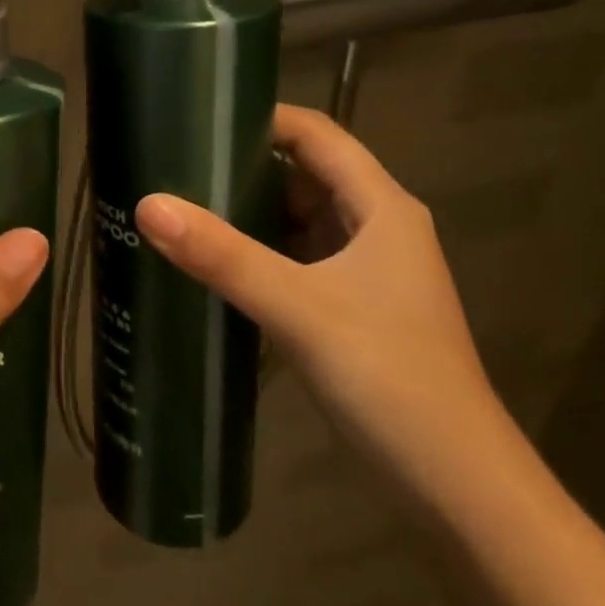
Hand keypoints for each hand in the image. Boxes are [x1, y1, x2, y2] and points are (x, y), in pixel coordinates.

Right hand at [134, 105, 515, 521]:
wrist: (457, 488)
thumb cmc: (389, 378)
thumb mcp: (298, 308)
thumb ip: (222, 255)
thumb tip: (147, 203)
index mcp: (381, 208)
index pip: (317, 134)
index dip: (262, 118)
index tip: (197, 117)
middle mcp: (376, 228)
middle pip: (304, 174)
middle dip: (243, 166)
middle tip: (173, 164)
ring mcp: (366, 272)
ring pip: (298, 220)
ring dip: (247, 212)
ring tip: (180, 205)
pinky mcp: (351, 309)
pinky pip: (296, 260)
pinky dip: (257, 253)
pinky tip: (212, 264)